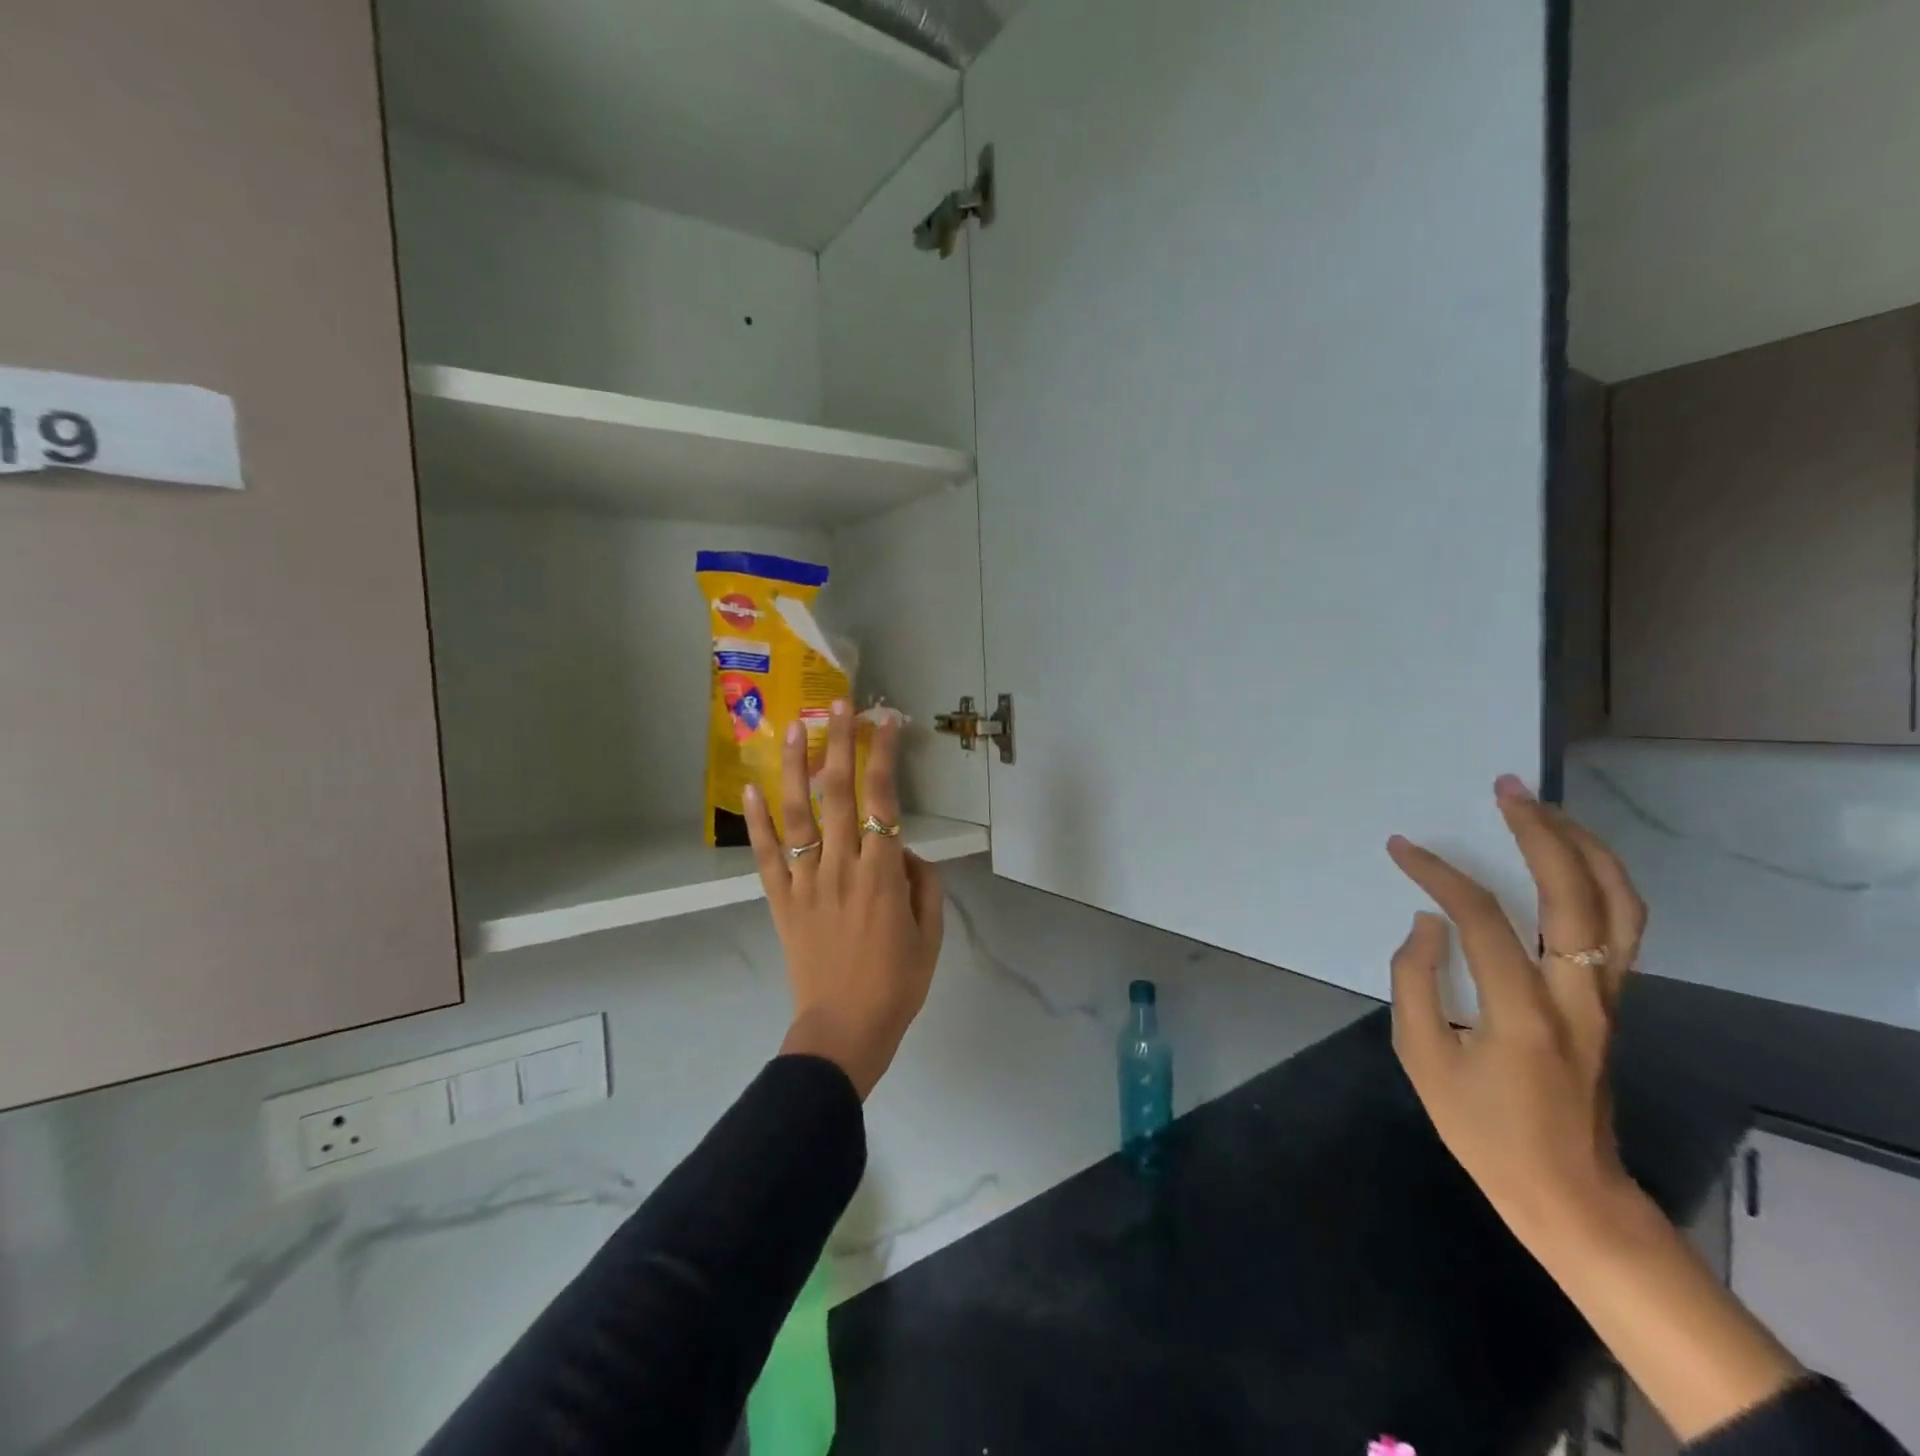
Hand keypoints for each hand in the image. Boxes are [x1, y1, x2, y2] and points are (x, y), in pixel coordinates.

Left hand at [744, 700, 944, 1099]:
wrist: (844, 1031)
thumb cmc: (897, 984)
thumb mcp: (930, 934)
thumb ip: (922, 884)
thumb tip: (903, 850)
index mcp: (883, 874)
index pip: (885, 799)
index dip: (885, 755)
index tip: (887, 721)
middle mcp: (842, 866)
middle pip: (839, 793)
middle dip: (839, 743)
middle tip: (839, 704)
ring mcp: (806, 881)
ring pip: (798, 814)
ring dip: (795, 767)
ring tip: (793, 728)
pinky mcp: (781, 900)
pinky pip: (766, 855)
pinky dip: (756, 822)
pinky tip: (750, 788)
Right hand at [1389, 778, 1802, 1442]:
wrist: (1568, 1191)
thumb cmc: (1483, 1129)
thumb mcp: (1421, 1058)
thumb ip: (1415, 980)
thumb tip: (1428, 922)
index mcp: (1522, 1012)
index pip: (1481, 918)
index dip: (1438, 874)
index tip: (1402, 848)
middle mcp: (1578, 995)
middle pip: (1576, 895)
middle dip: (1542, 832)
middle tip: (1507, 788)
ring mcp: (1607, 998)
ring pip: (1619, 905)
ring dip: (1585, 848)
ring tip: (1545, 808)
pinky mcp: (1613, 1001)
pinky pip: (1620, 927)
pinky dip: (1600, 880)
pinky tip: (1569, 859)